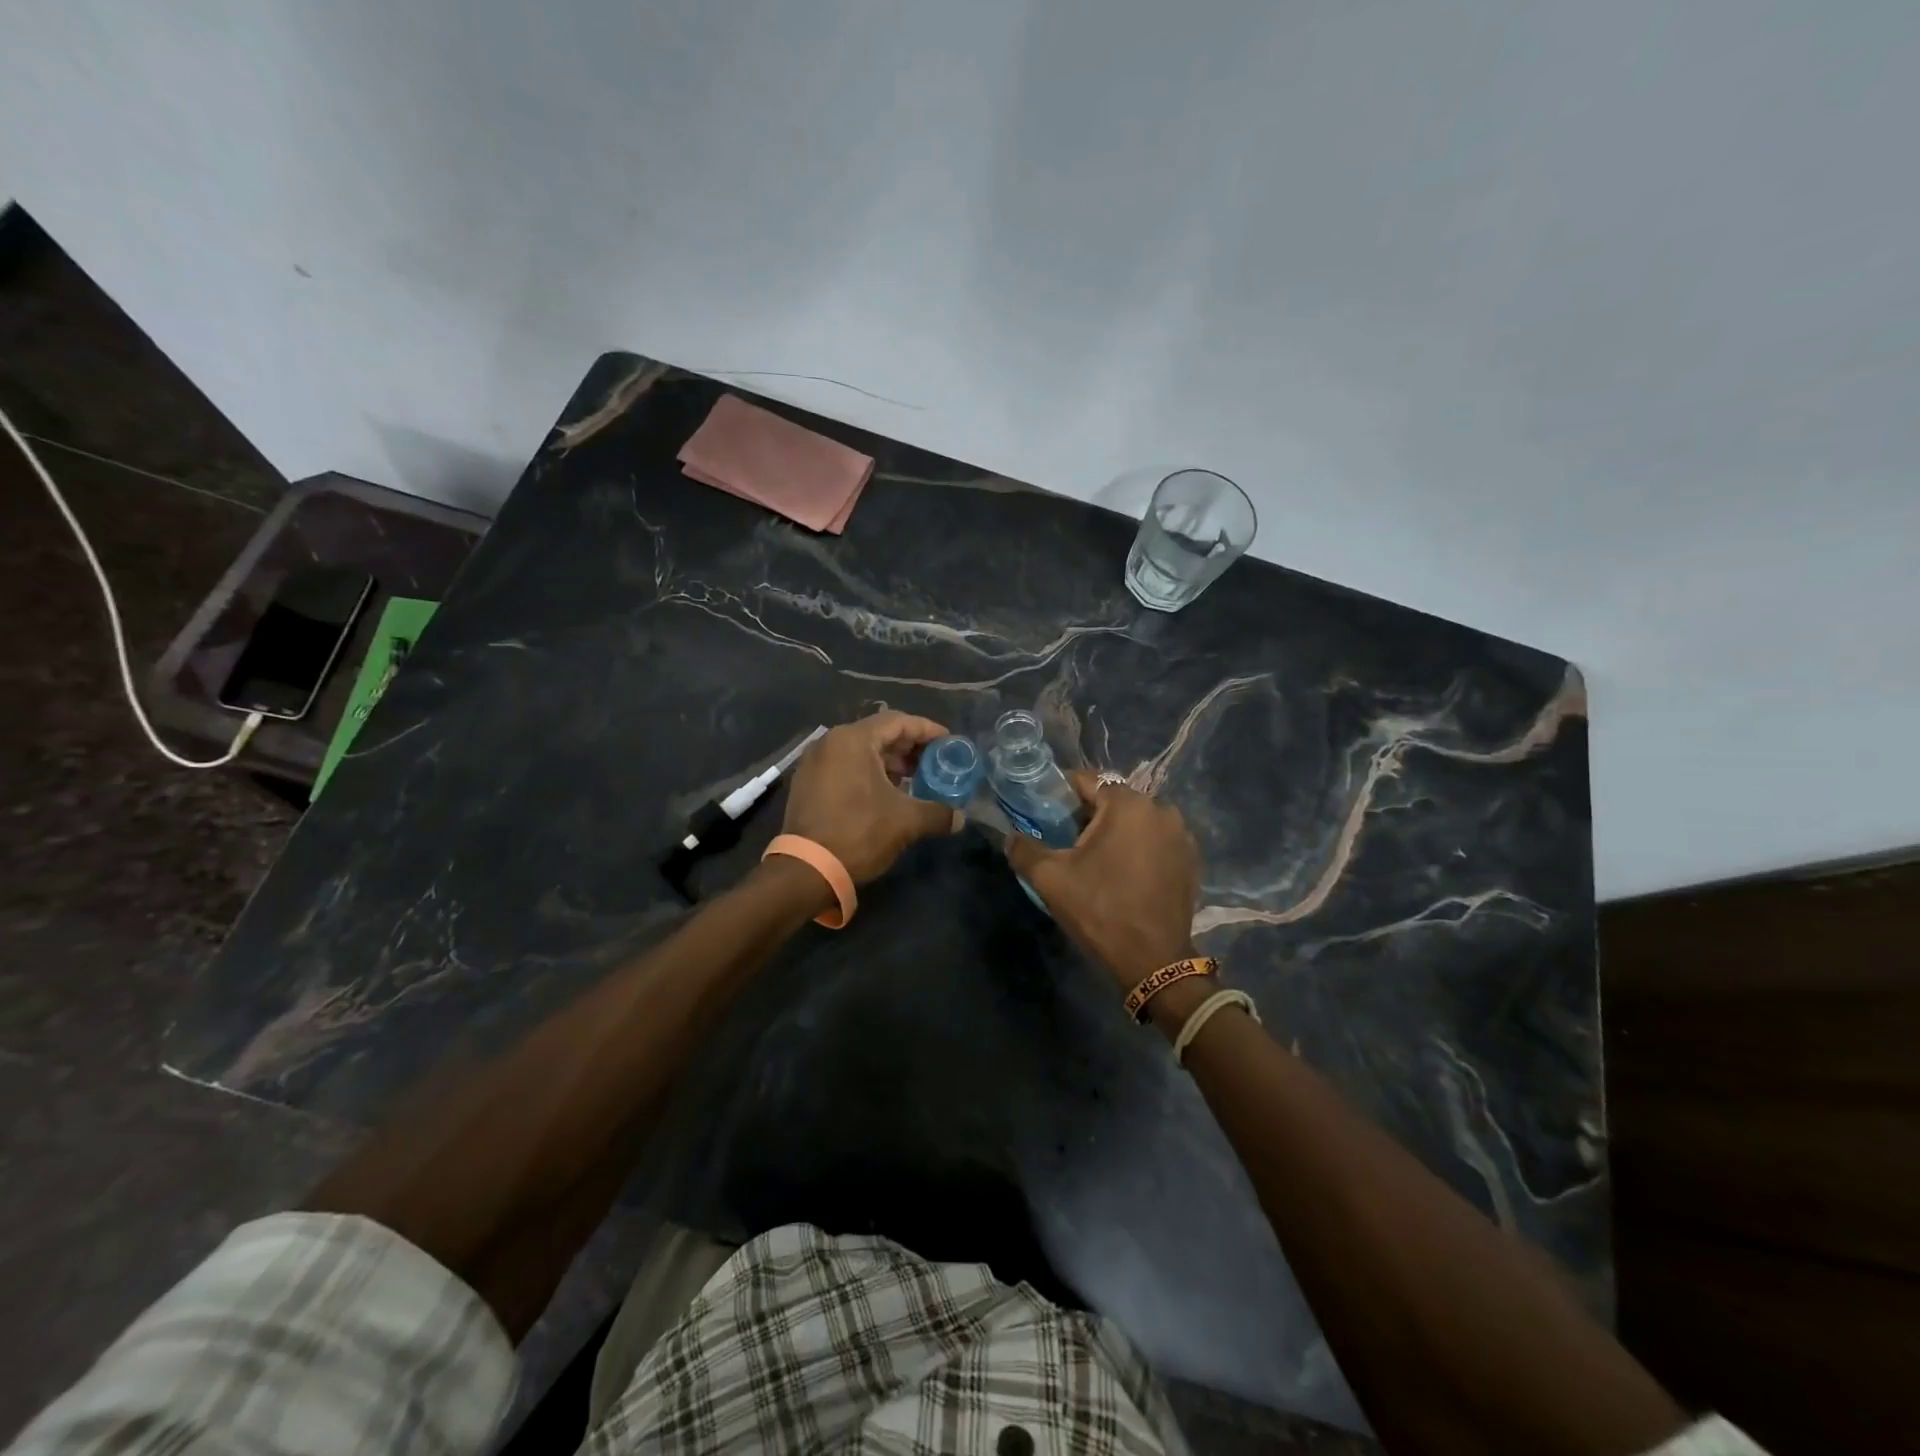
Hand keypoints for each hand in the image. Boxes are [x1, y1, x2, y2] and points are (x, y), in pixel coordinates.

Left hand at [782, 711, 960, 882]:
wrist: (807, 870)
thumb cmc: (859, 833)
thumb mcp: (906, 822)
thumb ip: (938, 813)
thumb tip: (959, 818)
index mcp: (853, 740)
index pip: (898, 722)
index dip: (927, 730)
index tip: (949, 742)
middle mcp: (830, 742)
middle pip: (879, 734)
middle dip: (909, 748)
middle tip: (934, 763)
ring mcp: (815, 763)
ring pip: (861, 752)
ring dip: (890, 763)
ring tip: (914, 781)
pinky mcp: (807, 783)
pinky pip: (845, 767)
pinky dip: (868, 774)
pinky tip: (886, 794)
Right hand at [1003, 772, 1200, 988]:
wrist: (1154, 961)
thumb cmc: (1100, 911)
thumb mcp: (1050, 878)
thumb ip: (1024, 849)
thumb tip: (1010, 836)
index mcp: (1128, 804)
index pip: (1087, 781)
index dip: (1061, 793)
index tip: (1044, 812)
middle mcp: (1161, 809)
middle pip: (1113, 800)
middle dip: (1088, 815)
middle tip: (1065, 840)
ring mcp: (1181, 835)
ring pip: (1136, 820)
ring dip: (1115, 832)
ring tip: (1094, 859)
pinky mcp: (1190, 859)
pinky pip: (1154, 840)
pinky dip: (1137, 848)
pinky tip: (1123, 873)